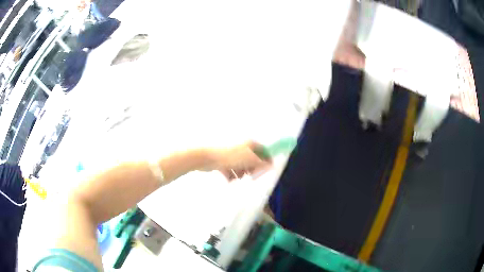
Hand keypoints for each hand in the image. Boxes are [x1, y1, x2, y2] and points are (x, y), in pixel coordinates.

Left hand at [204, 141, 271, 180]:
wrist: (206, 158)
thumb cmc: (230, 157)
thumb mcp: (249, 160)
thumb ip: (261, 163)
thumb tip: (271, 165)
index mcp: (248, 144)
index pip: (262, 150)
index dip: (266, 160)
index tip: (266, 171)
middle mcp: (240, 147)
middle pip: (251, 160)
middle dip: (251, 169)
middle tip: (250, 176)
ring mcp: (231, 154)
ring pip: (240, 166)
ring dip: (240, 173)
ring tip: (237, 177)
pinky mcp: (222, 161)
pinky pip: (230, 170)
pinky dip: (231, 175)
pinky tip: (229, 179)